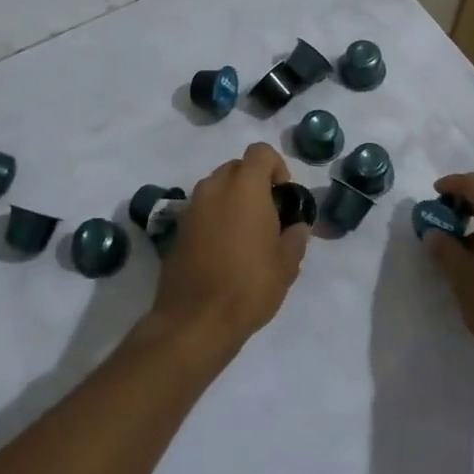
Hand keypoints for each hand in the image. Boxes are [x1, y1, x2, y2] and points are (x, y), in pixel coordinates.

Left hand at [148, 142, 307, 359]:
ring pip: (217, 187)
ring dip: (233, 199)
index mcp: (244, 187)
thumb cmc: (248, 286)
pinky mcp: (177, 228)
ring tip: (246, 234)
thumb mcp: (286, 264)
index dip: (276, 166)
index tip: (283, 195)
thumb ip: (295, 237)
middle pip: (237, 167)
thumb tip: (296, 227)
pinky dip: (215, 218)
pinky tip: (224, 250)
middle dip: (254, 183)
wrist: (195, 321)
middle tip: (267, 215)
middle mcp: (214, 188)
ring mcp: (192, 207)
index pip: (260, 152)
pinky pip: (202, 209)